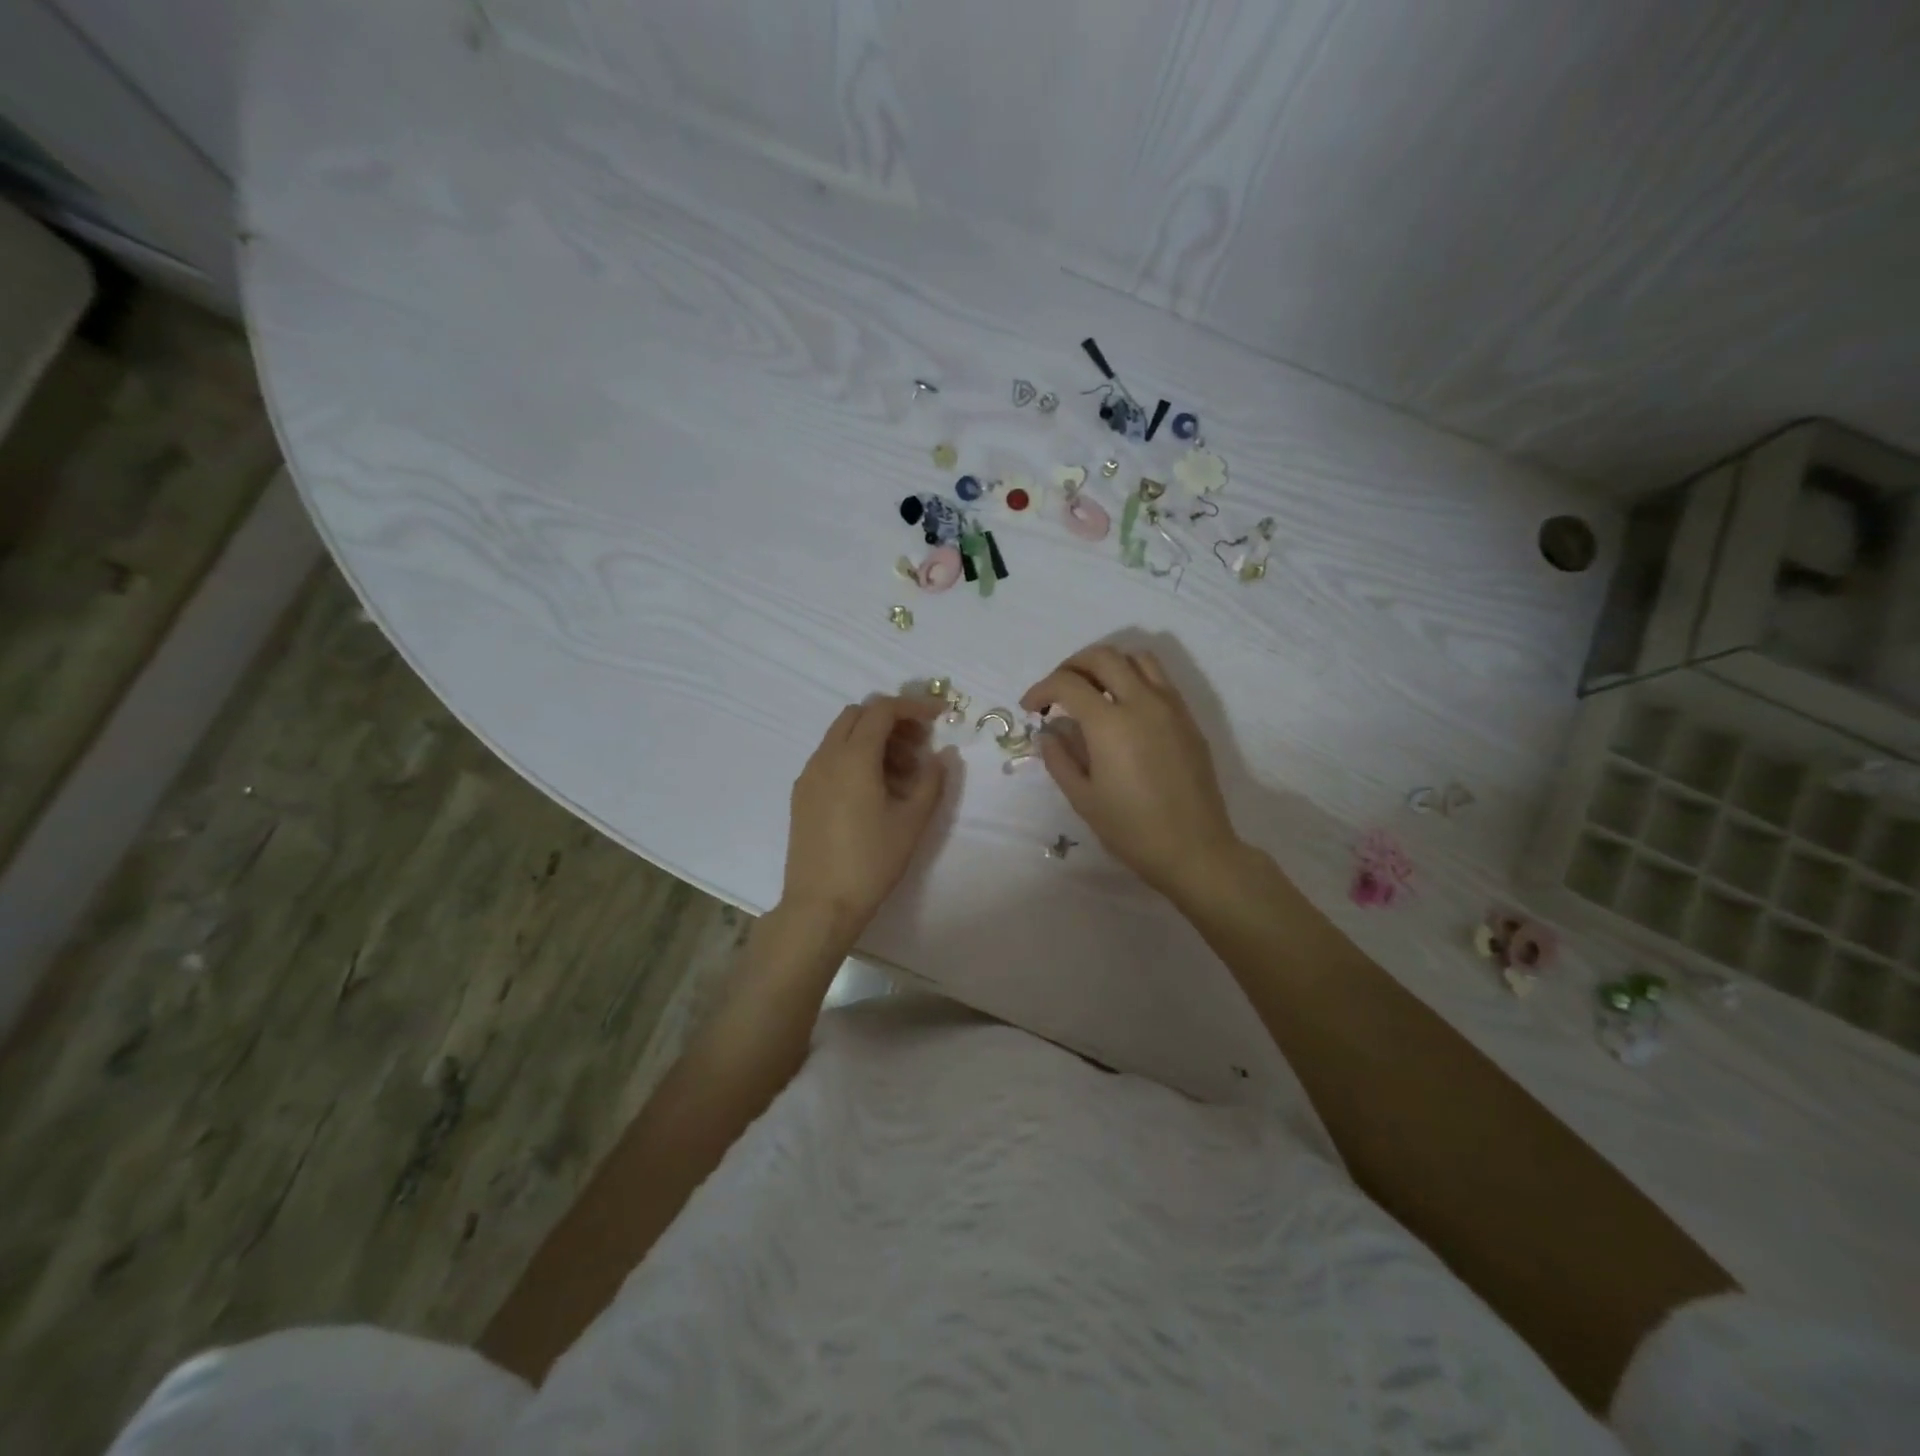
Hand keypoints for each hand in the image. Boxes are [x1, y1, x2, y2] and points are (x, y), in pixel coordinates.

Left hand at [781, 695, 947, 941]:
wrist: (820, 904)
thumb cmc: (871, 861)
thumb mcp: (912, 821)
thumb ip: (932, 780)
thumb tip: (943, 755)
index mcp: (853, 757)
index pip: (883, 710)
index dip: (914, 706)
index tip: (939, 717)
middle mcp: (826, 757)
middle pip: (858, 715)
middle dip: (892, 720)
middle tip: (919, 745)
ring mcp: (809, 775)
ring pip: (842, 736)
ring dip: (874, 740)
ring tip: (903, 774)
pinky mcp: (802, 794)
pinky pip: (830, 758)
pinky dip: (855, 757)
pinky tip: (875, 790)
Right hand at [1022, 646, 1242, 901]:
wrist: (1194, 849)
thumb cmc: (1132, 829)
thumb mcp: (1083, 798)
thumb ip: (1059, 758)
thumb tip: (1049, 730)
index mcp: (1110, 723)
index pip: (1067, 683)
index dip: (1041, 689)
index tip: (1030, 708)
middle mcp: (1142, 702)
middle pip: (1102, 656)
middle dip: (1071, 665)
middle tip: (1057, 691)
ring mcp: (1171, 706)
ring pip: (1137, 658)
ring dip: (1107, 664)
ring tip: (1092, 689)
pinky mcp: (1188, 718)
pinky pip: (1159, 679)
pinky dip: (1134, 677)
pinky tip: (1123, 708)